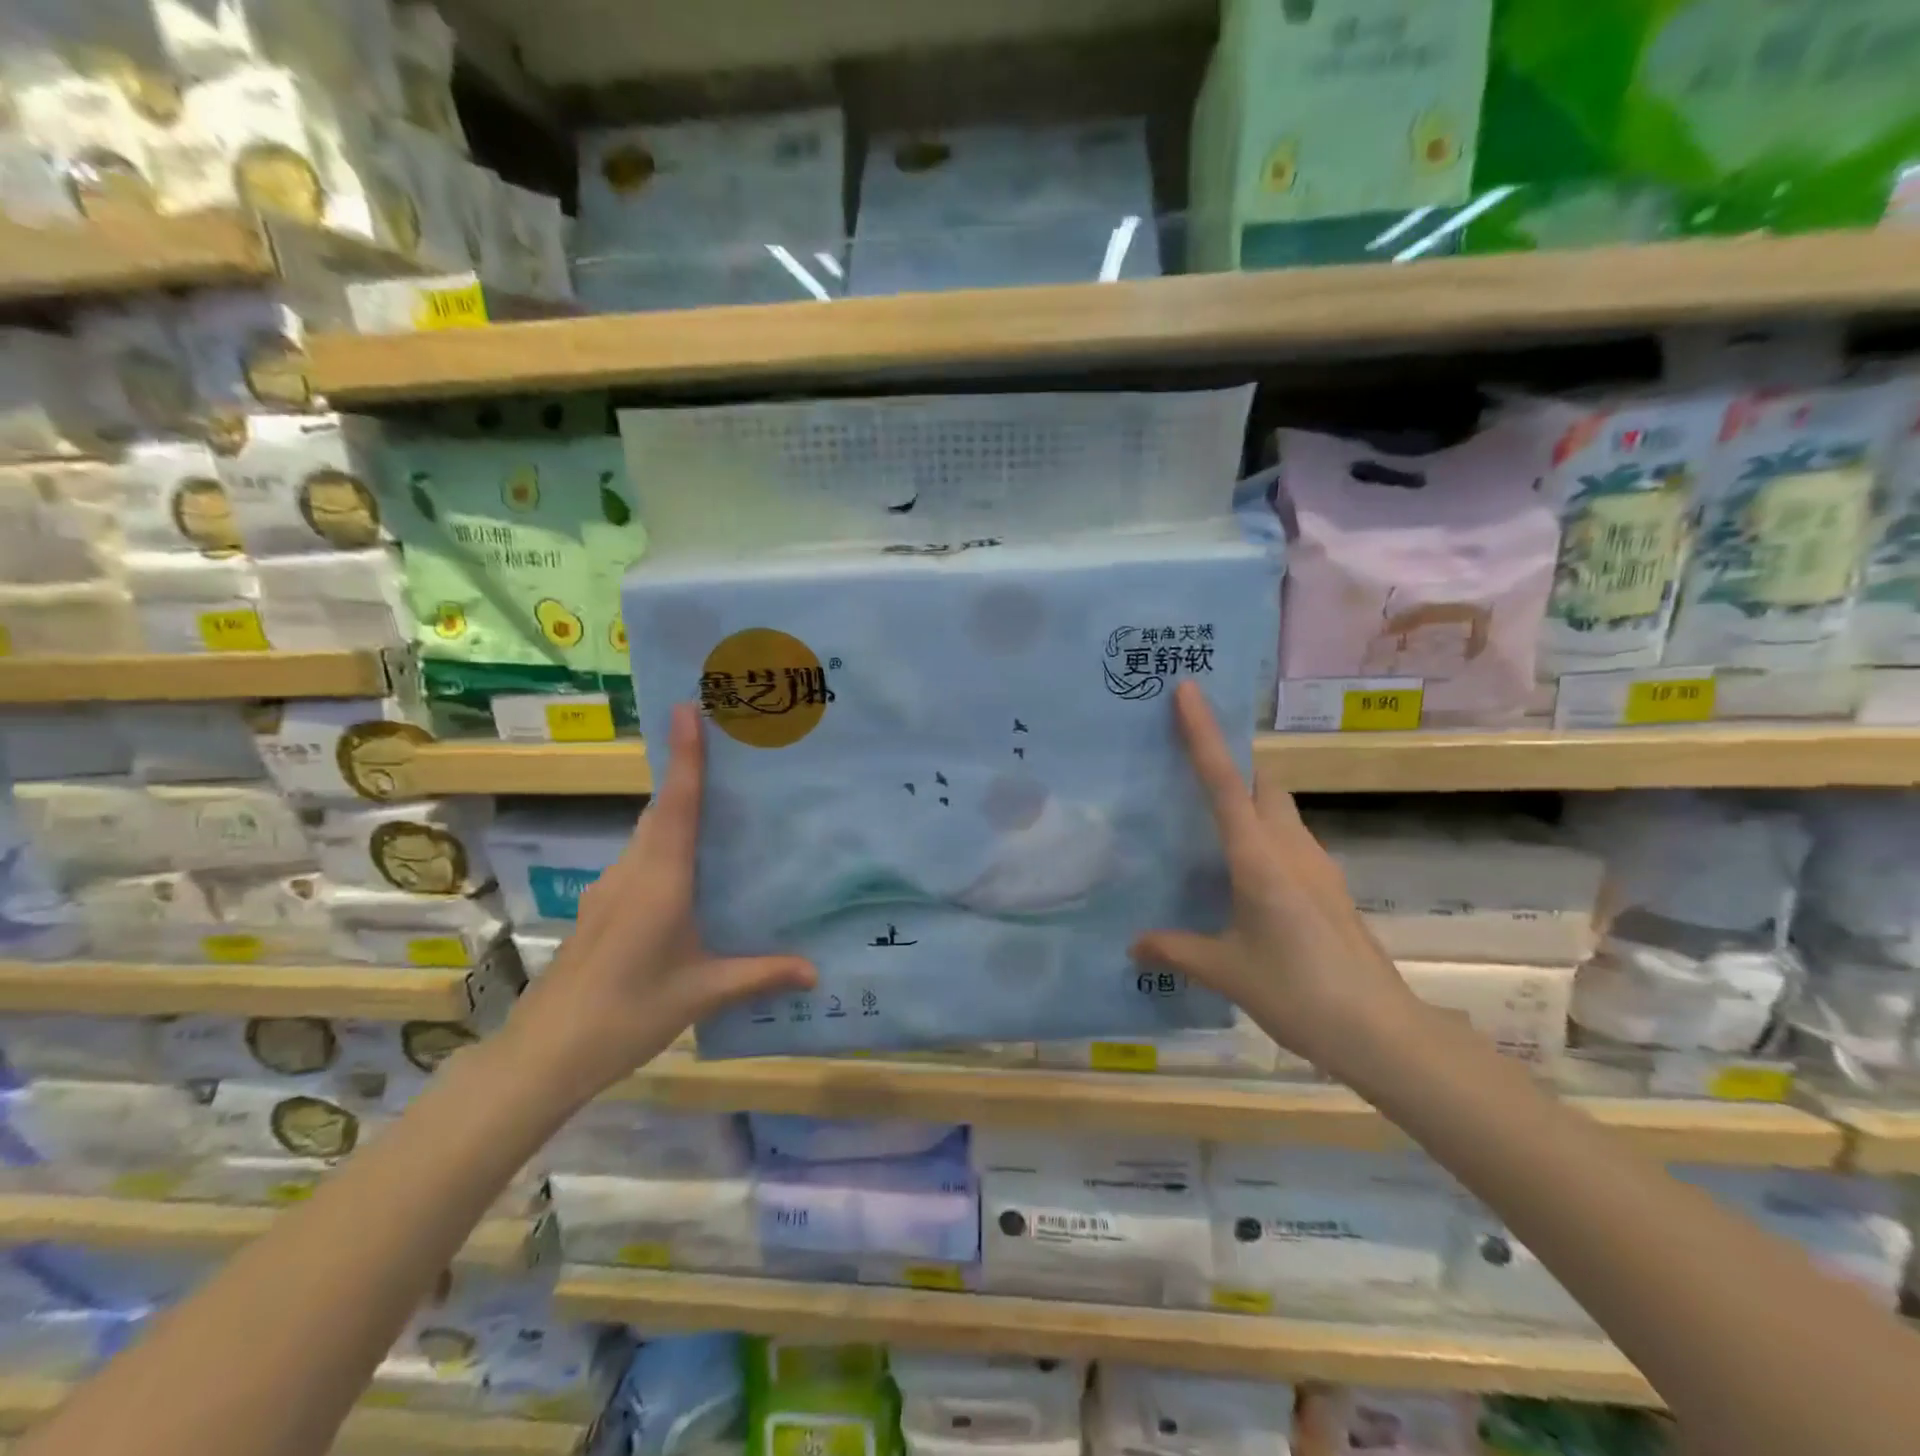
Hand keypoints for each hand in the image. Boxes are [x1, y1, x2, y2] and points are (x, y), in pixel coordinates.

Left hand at [501, 703, 815, 1104]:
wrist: (545, 1053)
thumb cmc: (629, 1012)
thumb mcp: (703, 992)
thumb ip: (760, 975)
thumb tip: (816, 972)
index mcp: (661, 880)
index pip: (678, 805)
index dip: (686, 756)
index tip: (687, 708)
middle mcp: (632, 872)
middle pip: (661, 810)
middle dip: (687, 775)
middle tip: (726, 751)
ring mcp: (609, 889)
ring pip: (648, 835)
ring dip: (676, 812)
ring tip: (719, 809)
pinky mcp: (600, 908)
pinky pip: (640, 859)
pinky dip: (664, 846)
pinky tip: (688, 874)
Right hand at [1131, 682, 1417, 1078]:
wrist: (1381, 1031)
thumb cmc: (1298, 992)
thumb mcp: (1227, 971)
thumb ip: (1176, 949)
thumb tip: (1133, 945)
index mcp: (1258, 858)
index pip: (1223, 781)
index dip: (1203, 733)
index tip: (1189, 690)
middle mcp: (1290, 848)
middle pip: (1261, 782)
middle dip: (1231, 761)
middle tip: (1188, 760)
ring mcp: (1316, 865)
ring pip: (1278, 809)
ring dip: (1248, 797)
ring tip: (1207, 816)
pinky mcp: (1328, 887)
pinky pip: (1288, 839)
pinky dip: (1262, 832)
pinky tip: (1242, 870)